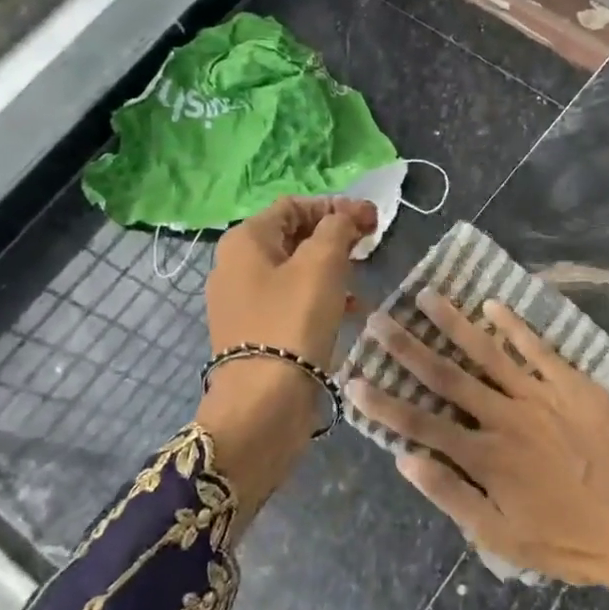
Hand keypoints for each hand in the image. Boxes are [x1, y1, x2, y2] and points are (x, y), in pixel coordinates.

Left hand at [197, 196, 375, 514]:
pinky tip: (351, 312)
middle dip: (333, 236)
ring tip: (363, 279)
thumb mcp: (323, 263)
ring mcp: (243, 303)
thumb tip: (345, 218)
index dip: (335, 206)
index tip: (372, 221)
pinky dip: (321, 298)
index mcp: (245, 241)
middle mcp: (236, 266)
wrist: (263, 403)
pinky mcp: (255, 333)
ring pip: (295, 270)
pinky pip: (292, 302)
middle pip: (292, 236)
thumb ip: (337, 229)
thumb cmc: (293, 321)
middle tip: (369, 245)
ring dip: (331, 268)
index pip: (294, 206)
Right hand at [349, 290, 608, 609]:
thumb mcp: (500, 537)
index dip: (382, 401)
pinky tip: (492, 304)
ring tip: (427, 295)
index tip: (352, 377)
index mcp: (485, 457)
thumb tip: (404, 460)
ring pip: (489, 352)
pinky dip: (515, 325)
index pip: (420, 424)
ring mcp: (542, 395)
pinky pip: (538, 348)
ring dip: (454, 323)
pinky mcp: (574, 384)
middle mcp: (506, 417)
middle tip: (379, 318)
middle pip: (447, 376)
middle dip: (408, 347)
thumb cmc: (568, 540)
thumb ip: (450, 495)